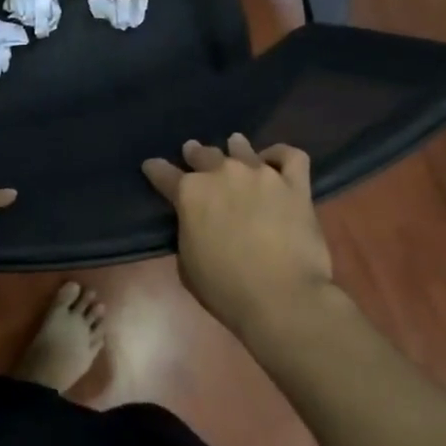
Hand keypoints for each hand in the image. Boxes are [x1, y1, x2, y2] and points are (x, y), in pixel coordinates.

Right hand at [143, 134, 333, 334]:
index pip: (163, 173)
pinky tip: (275, 161)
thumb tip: (196, 222)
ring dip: (235, 148)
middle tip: (194, 154)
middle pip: (203, 154)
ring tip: (235, 146)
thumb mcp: (187, 264)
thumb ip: (187, 232)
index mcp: (189, 193)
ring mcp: (261, 175)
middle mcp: (222, 173)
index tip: (152, 167)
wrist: (281, 298)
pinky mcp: (294, 185)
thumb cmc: (225, 289)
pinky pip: (290, 157)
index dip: (156, 169)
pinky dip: (280, 155)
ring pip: (243, 149)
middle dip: (195, 154)